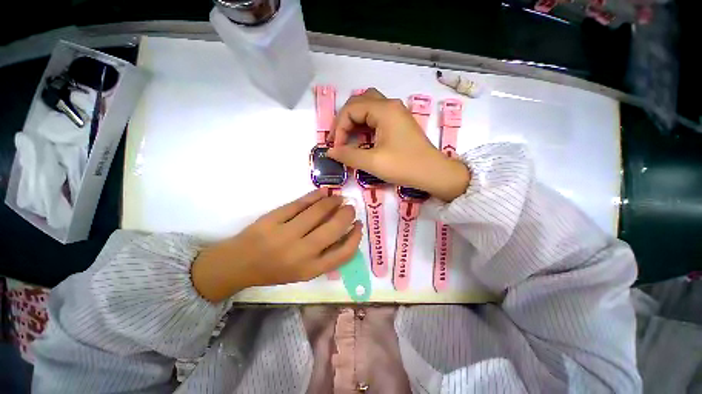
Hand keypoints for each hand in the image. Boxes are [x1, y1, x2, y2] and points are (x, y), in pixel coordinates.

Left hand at [192, 190, 361, 301]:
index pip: (344, 253)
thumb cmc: (275, 270)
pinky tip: (322, 193)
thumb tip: (345, 231)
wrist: (238, 265)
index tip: (358, 225)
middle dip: (346, 214)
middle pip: (334, 228)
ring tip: (337, 198)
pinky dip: (314, 196)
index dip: (355, 237)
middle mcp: (301, 253)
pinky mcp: (272, 219)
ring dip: (332, 201)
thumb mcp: (303, 271)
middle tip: (350, 207)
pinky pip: (299, 203)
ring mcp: (285, 234)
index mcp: (310, 269)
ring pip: (318, 211)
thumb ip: (326, 255)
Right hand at [327, 88, 469, 201]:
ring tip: (346, 138)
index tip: (337, 148)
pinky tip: (361, 138)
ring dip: (354, 121)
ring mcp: (396, 113)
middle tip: (338, 139)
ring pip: (367, 107)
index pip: (351, 109)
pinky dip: (364, 125)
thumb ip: (348, 155)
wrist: (433, 173)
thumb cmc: (404, 166)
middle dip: (344, 120)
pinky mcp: (399, 122)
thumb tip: (330, 152)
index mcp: (384, 110)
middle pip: (358, 102)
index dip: (339, 128)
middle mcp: (390, 105)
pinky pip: (376, 116)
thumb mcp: (373, 162)